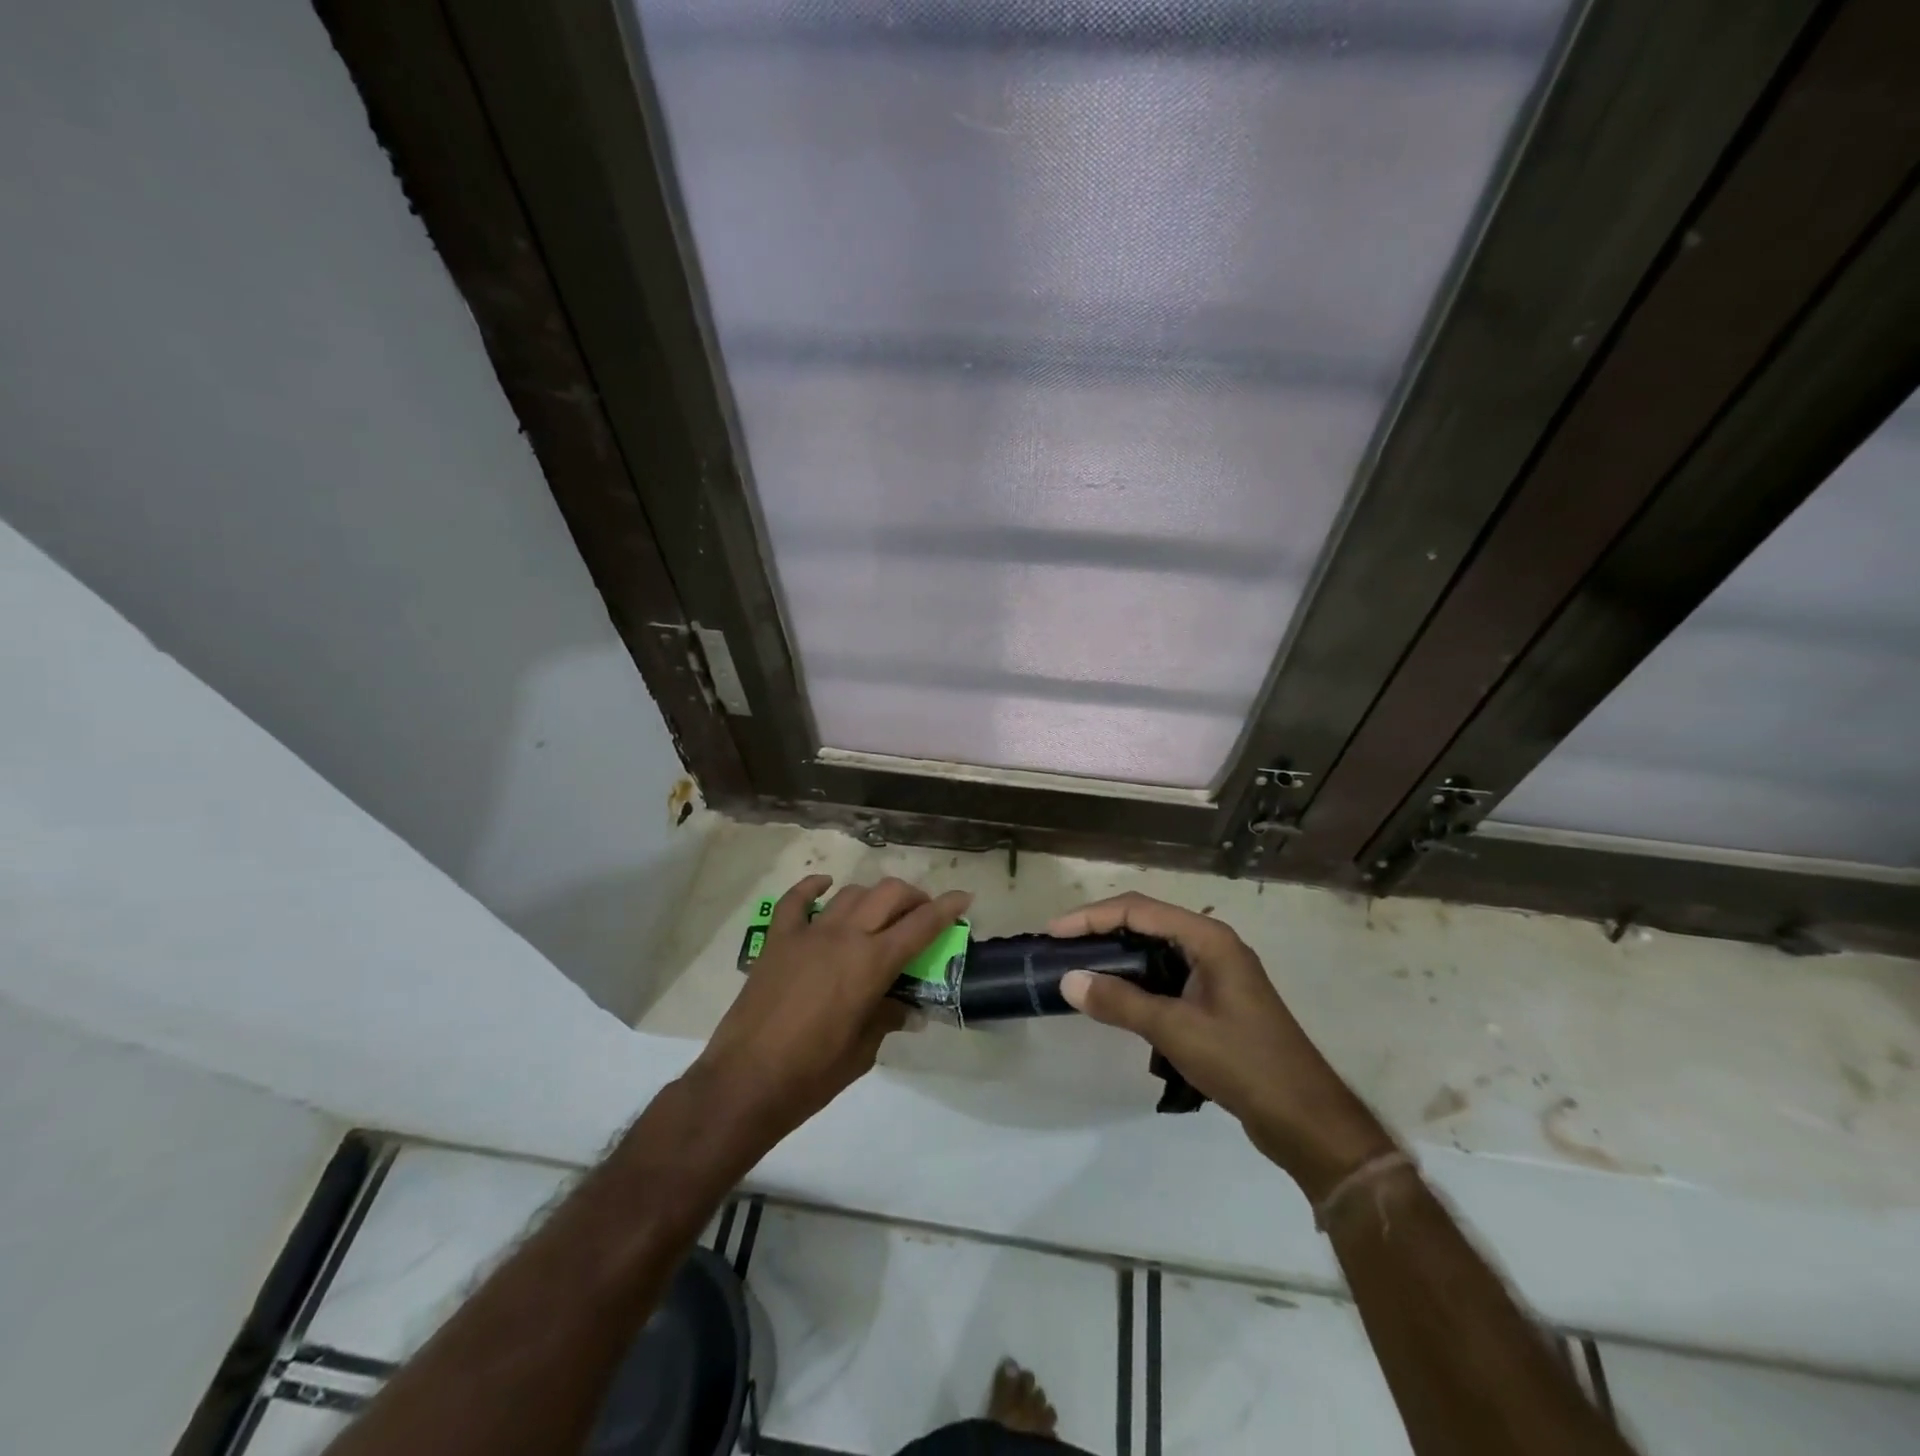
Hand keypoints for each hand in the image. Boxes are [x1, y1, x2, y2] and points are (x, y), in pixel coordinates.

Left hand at [689, 874, 970, 1156]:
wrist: (745, 1081)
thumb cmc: (813, 1073)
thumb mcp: (864, 1051)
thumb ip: (887, 1018)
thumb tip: (907, 1009)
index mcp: (872, 963)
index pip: (921, 925)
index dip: (947, 908)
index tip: (964, 897)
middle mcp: (845, 936)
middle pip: (889, 895)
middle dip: (913, 897)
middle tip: (922, 913)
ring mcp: (809, 933)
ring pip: (851, 893)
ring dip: (873, 896)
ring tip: (880, 912)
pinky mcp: (777, 940)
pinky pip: (797, 900)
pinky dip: (813, 887)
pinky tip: (825, 885)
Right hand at [1051, 893, 1393, 1199]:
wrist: (1306, 1119)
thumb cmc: (1243, 1063)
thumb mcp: (1175, 1030)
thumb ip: (1120, 1002)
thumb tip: (1069, 981)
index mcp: (1208, 938)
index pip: (1138, 909)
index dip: (1092, 917)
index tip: (1054, 933)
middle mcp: (1212, 944)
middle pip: (1146, 922)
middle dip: (1102, 931)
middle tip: (1061, 948)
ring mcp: (1217, 972)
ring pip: (1155, 950)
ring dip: (1118, 956)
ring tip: (1080, 968)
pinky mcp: (1216, 999)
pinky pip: (1166, 976)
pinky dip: (1137, 980)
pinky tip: (1115, 998)